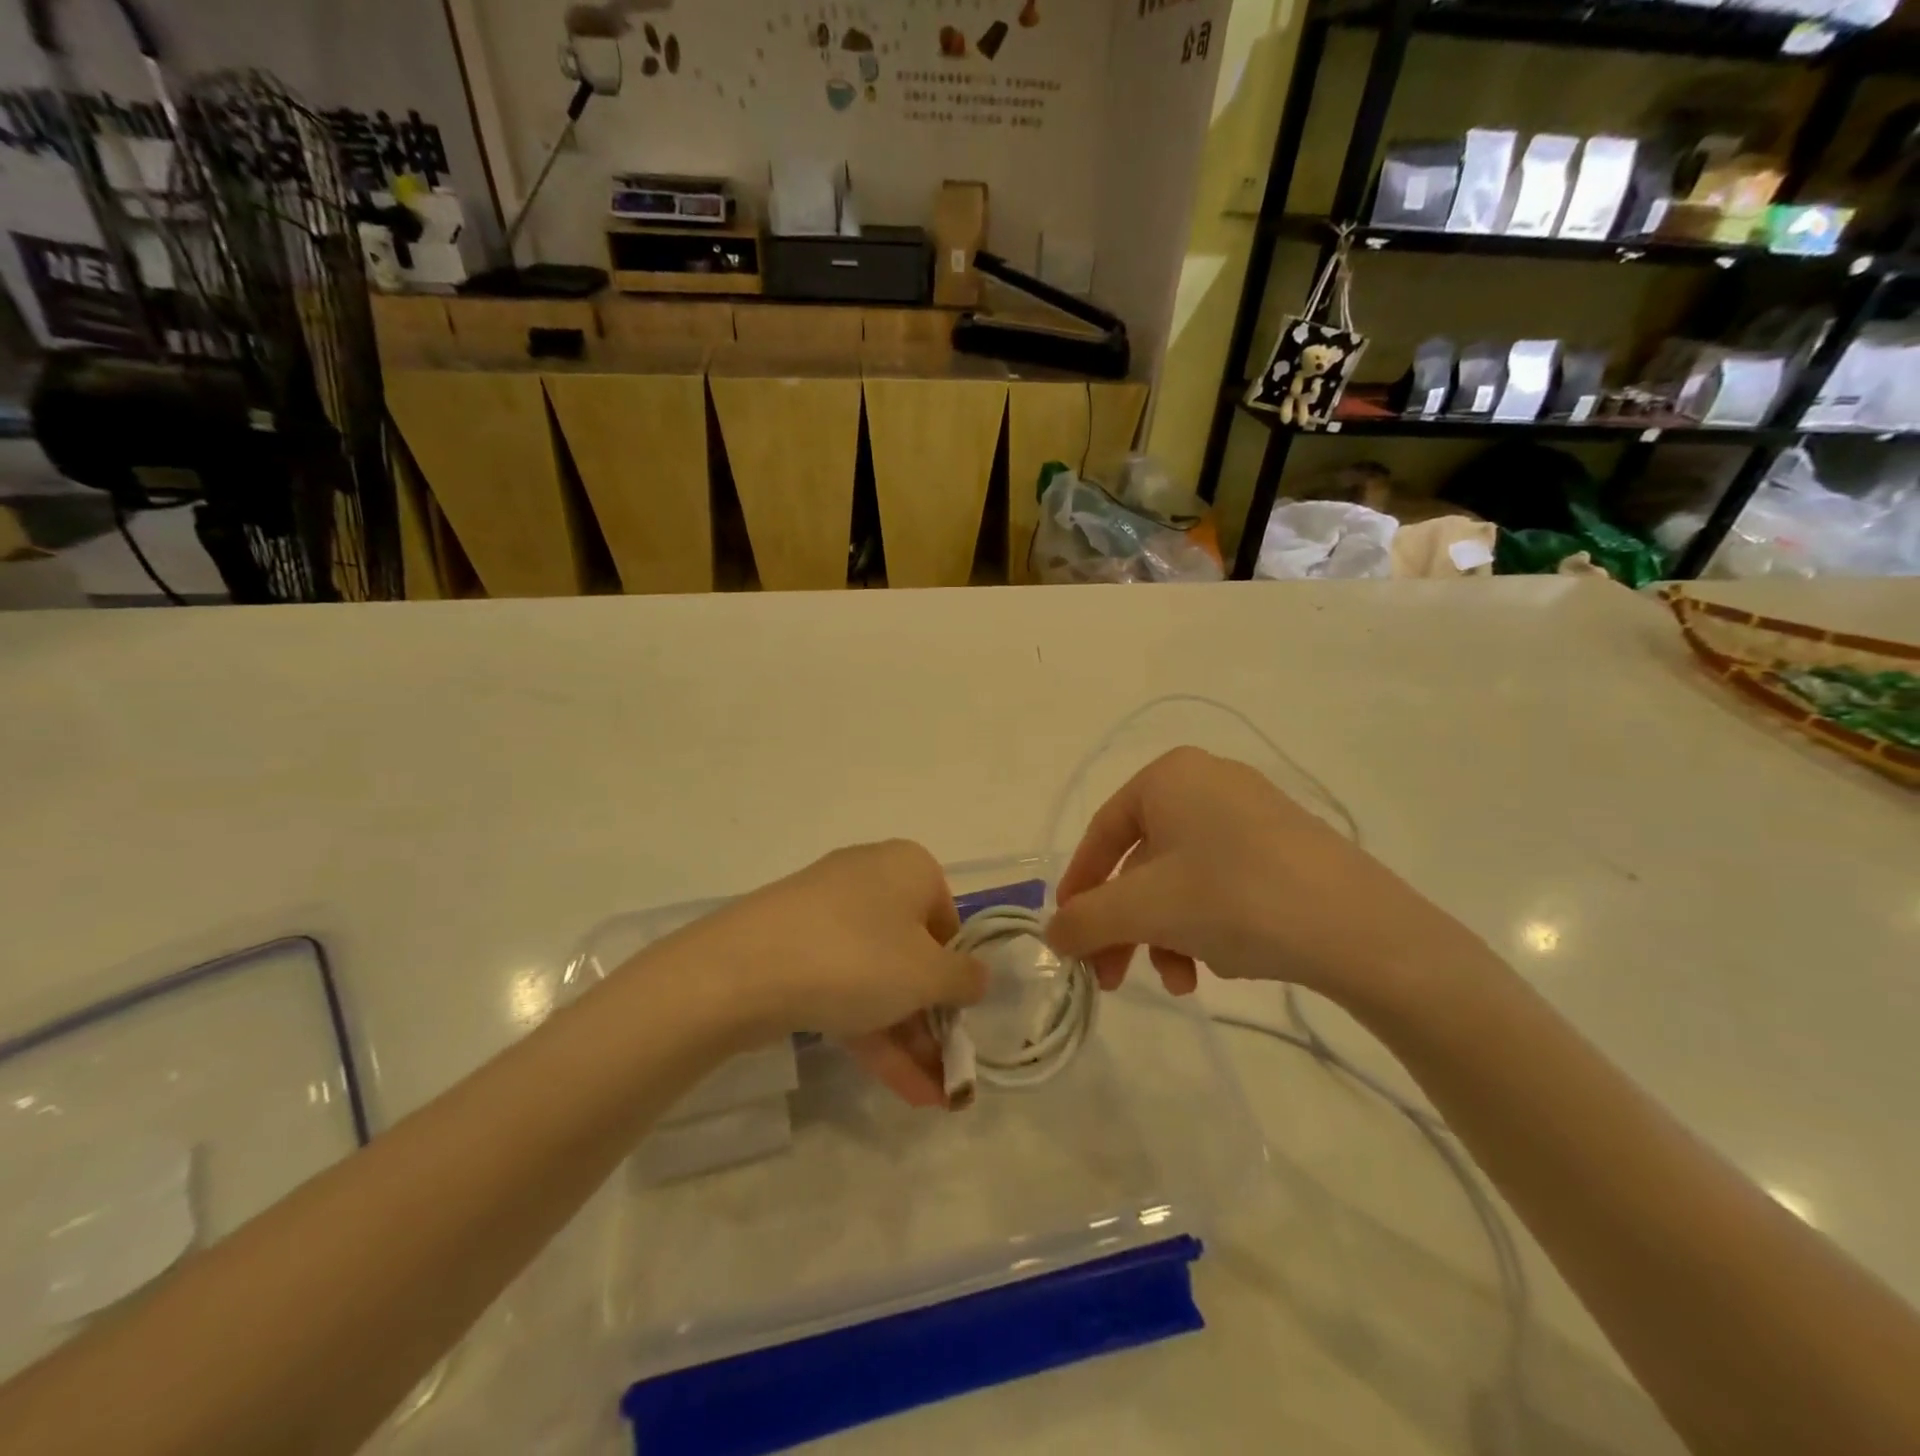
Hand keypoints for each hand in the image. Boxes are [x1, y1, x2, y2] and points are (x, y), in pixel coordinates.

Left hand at [673, 840, 986, 1106]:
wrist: (743, 968)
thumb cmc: (858, 957)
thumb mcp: (928, 974)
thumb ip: (964, 979)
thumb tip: (977, 978)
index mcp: (909, 867)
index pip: (949, 922)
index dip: (957, 975)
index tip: (959, 1019)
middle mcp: (870, 880)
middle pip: (912, 956)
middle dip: (931, 1022)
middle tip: (948, 1075)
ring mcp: (827, 914)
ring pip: (878, 979)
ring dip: (906, 1038)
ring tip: (930, 1099)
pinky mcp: (795, 947)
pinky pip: (844, 987)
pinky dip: (870, 1032)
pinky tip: (898, 1087)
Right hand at [1046, 748, 1486, 1007]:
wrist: (1365, 930)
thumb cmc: (1236, 898)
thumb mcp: (1145, 909)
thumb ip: (1085, 919)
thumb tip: (1051, 934)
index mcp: (1169, 776)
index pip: (1102, 833)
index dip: (1078, 888)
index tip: (1068, 937)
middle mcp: (1208, 783)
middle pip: (1142, 862)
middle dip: (1126, 926)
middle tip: (1112, 978)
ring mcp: (1252, 813)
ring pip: (1182, 879)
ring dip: (1166, 934)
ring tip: (1181, 982)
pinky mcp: (1285, 847)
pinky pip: (1222, 883)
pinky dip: (1206, 925)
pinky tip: (1222, 965)